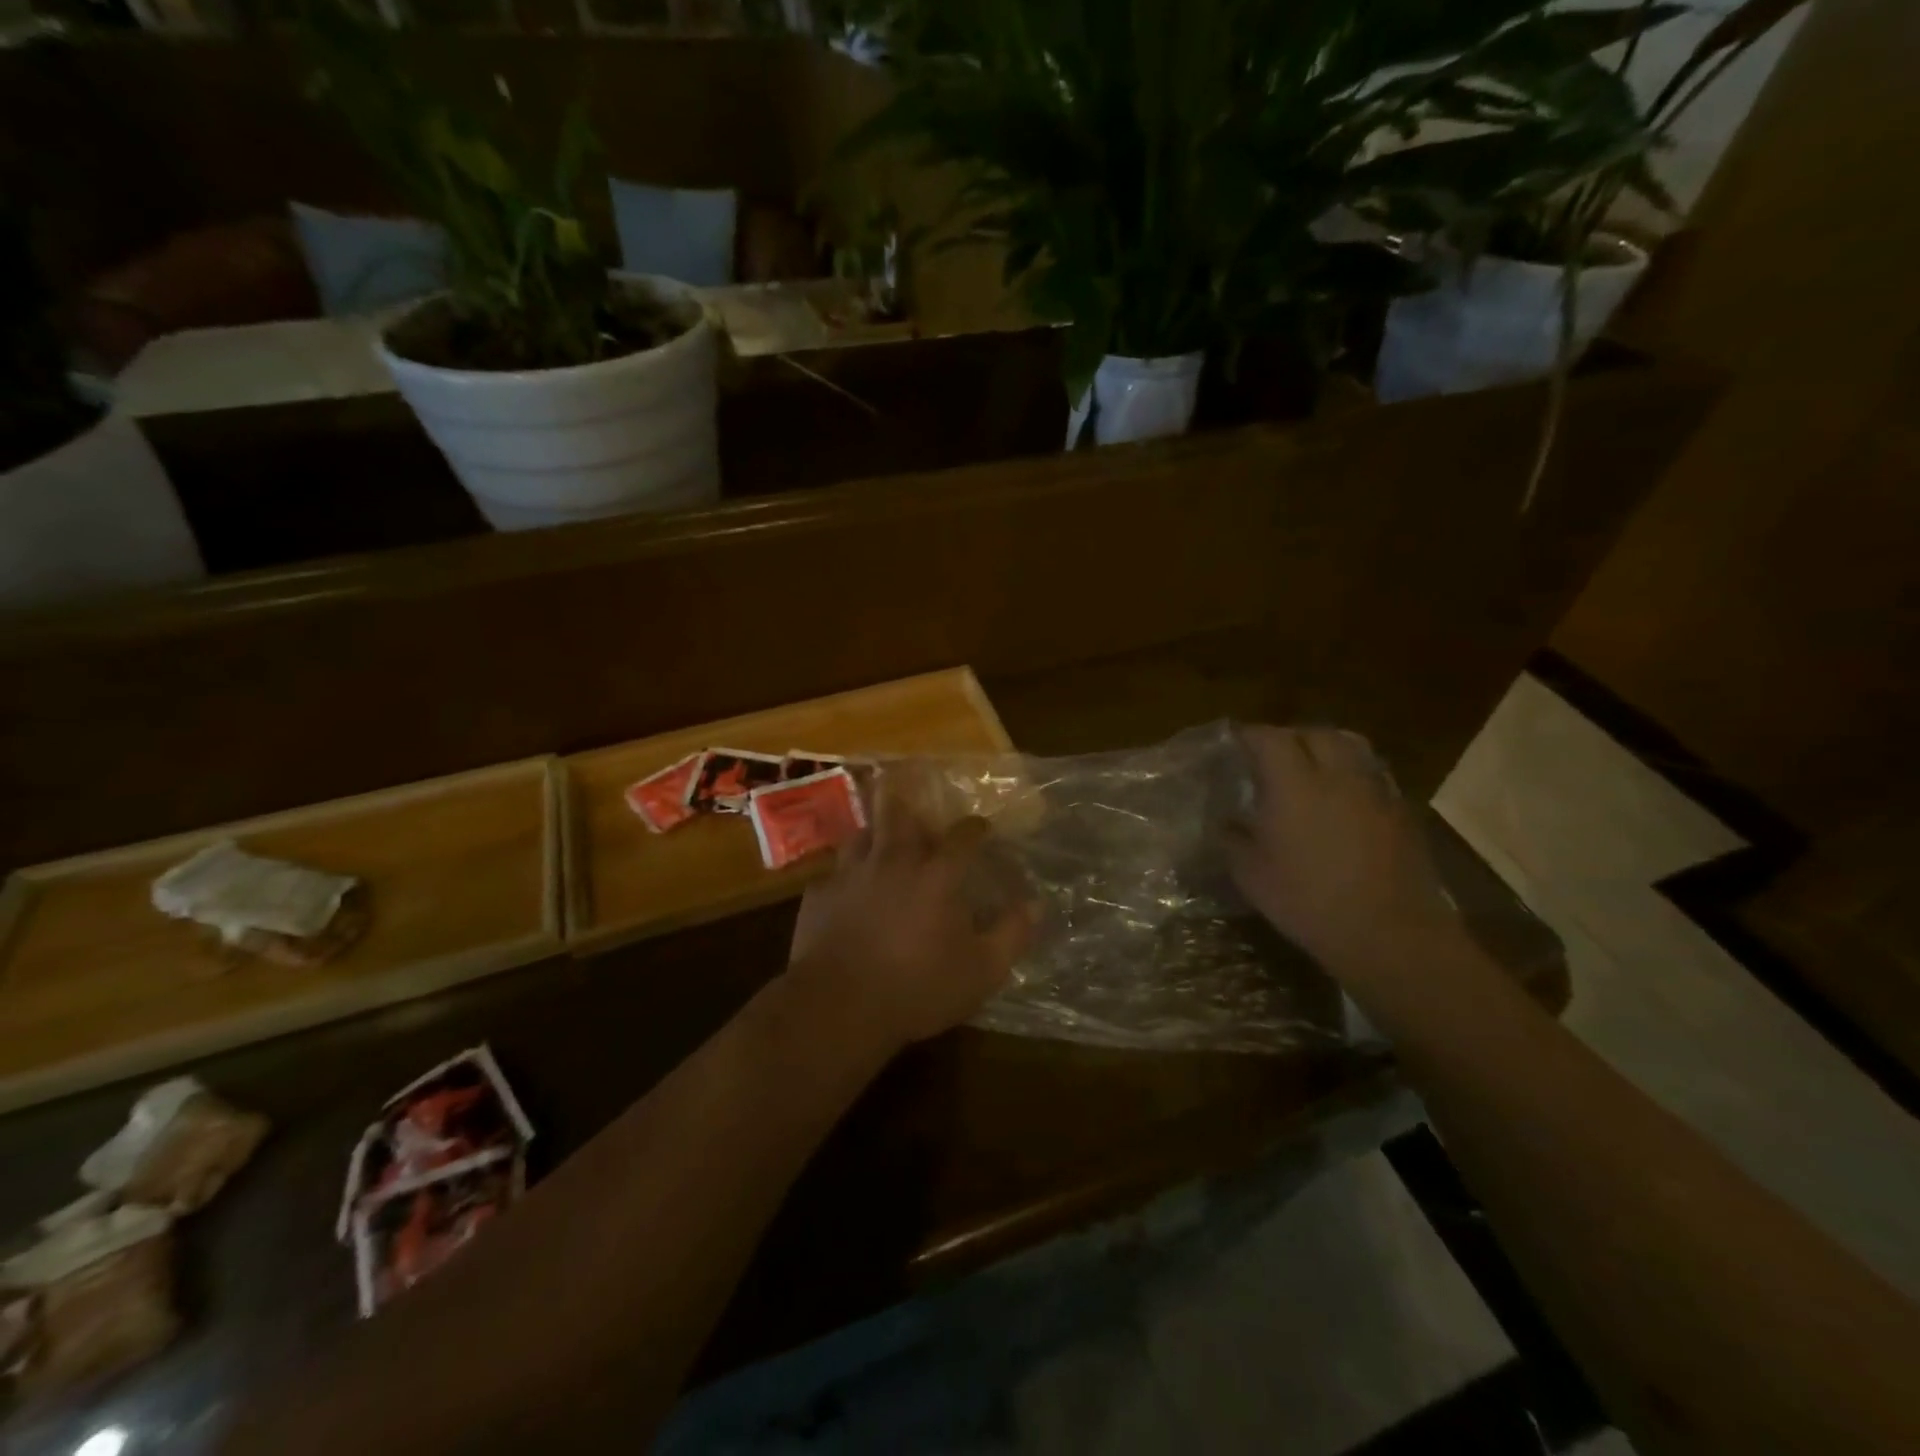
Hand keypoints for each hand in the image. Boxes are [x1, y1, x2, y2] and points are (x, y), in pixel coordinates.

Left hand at [785, 776, 1034, 1053]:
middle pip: (899, 814)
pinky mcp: (818, 895)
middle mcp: (894, 861)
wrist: (840, 1005)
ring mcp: (851, 874)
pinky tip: (844, 890)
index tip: (981, 827)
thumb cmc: (918, 987)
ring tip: (878, 841)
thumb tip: (1035, 905)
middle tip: (914, 803)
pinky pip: (832, 873)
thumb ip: (1012, 934)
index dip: (974, 828)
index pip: (962, 836)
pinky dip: (843, 876)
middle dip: (908, 801)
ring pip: (861, 835)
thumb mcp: (982, 971)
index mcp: (937, 875)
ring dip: (873, 834)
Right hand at [1228, 726, 1460, 977]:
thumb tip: (1225, 822)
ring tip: (1310, 767)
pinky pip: (1372, 775)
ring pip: (1350, 747)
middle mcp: (1336, 775)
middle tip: (1271, 754)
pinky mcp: (1401, 812)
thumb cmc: (1307, 900)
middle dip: (1290, 736)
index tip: (1234, 741)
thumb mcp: (1251, 874)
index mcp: (1294, 783)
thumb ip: (1232, 839)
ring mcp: (1374, 790)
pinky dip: (1352, 774)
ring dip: (1325, 748)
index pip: (1268, 739)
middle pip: (1314, 733)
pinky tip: (1342, 799)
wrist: (1388, 933)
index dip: (1249, 735)